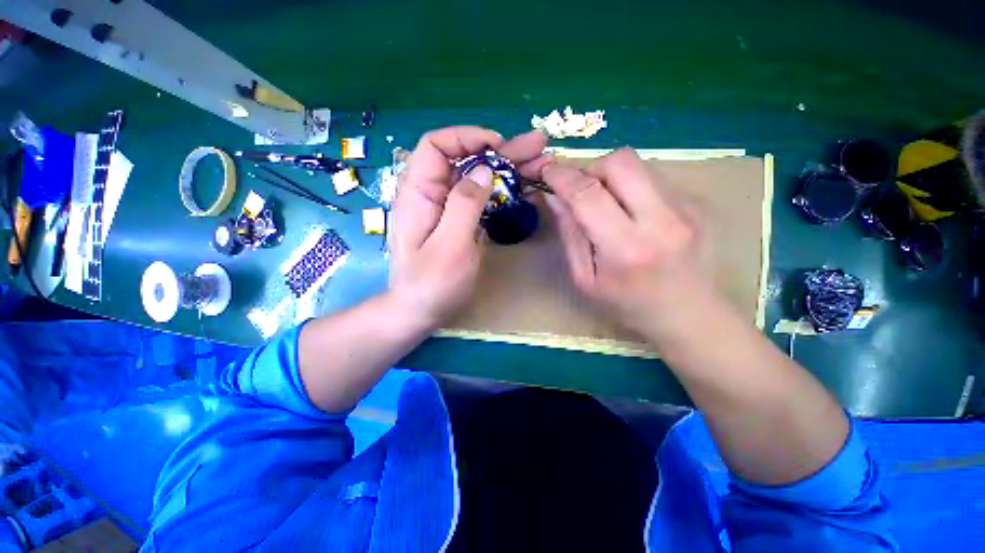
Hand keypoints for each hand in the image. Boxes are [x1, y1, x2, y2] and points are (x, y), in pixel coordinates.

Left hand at [389, 126, 550, 328]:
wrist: (419, 312)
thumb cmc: (431, 284)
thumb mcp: (449, 246)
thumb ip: (464, 204)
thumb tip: (483, 170)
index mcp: (418, 193)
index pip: (436, 146)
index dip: (466, 138)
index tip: (498, 147)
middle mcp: (431, 194)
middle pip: (462, 160)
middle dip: (498, 151)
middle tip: (535, 146)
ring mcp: (445, 209)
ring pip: (474, 178)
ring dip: (503, 169)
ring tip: (535, 163)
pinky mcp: (457, 222)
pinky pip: (478, 198)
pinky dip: (499, 190)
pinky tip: (519, 188)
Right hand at [540, 148, 714, 341]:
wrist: (689, 315)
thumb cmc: (628, 305)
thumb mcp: (585, 279)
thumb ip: (570, 235)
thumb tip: (554, 197)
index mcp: (625, 247)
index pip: (587, 194)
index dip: (561, 176)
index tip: (546, 170)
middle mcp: (661, 219)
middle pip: (620, 162)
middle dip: (590, 168)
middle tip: (581, 191)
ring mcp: (686, 207)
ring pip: (639, 164)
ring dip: (611, 177)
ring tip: (606, 204)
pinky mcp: (696, 203)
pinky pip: (653, 178)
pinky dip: (632, 187)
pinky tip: (632, 214)